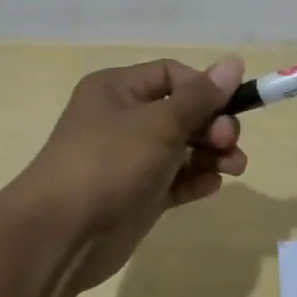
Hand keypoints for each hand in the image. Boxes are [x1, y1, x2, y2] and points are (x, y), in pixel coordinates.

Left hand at [14, 55, 246, 295]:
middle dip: (213, 125)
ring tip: (234, 168)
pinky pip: (175, 180)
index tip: (231, 108)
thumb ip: (201, 97)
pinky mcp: (138, 195)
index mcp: (118, 89)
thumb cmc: (109, 163)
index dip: (204, 88)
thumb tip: (235, 61)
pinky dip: (195, 180)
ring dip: (212, 153)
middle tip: (228, 143)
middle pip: (181, 111)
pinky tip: (210, 186)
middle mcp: (123, 119)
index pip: (172, 75)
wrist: (62, 235)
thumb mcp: (160, 123)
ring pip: (182, 147)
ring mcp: (130, 159)